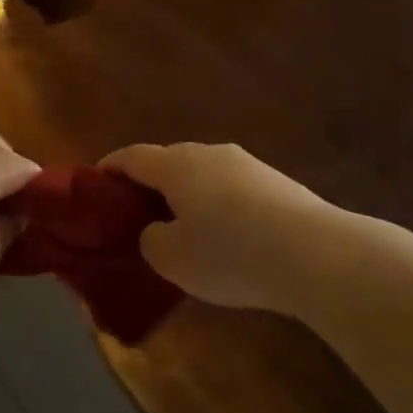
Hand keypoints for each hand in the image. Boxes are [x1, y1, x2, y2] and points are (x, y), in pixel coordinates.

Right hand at [100, 143, 340, 312]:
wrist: (317, 253)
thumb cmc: (231, 253)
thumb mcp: (173, 259)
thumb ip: (151, 240)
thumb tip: (156, 230)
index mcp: (175, 165)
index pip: (131, 156)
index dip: (109, 169)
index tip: (95, 185)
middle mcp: (208, 153)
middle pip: (167, 162)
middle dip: (149, 186)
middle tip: (139, 217)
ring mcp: (246, 163)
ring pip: (202, 175)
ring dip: (187, 196)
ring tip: (184, 230)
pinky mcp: (276, 181)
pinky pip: (231, 188)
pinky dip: (218, 206)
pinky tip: (227, 237)